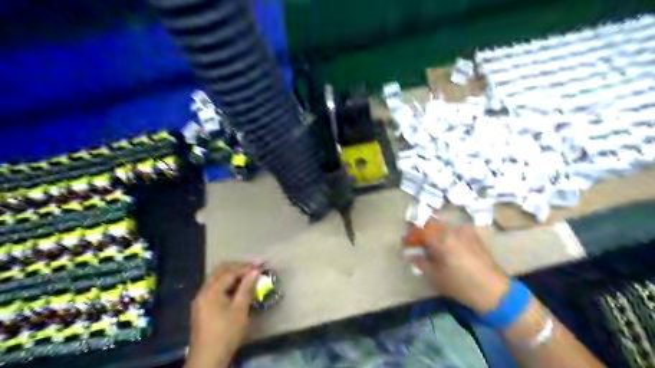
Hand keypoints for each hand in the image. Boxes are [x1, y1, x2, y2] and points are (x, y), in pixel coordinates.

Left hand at [186, 262, 259, 367]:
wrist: (207, 359)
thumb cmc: (226, 333)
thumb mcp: (240, 310)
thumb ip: (247, 288)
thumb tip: (255, 271)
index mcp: (211, 291)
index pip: (230, 272)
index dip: (245, 267)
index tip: (260, 265)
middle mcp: (203, 292)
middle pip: (220, 271)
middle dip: (237, 267)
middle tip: (253, 268)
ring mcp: (200, 300)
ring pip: (216, 279)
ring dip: (231, 275)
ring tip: (247, 277)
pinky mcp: (201, 307)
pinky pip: (214, 288)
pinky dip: (226, 284)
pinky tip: (236, 289)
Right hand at [404, 218, 510, 312]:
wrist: (494, 290)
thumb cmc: (461, 285)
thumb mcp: (436, 276)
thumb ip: (421, 261)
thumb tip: (410, 254)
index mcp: (441, 239)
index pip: (419, 231)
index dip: (410, 236)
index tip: (405, 243)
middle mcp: (452, 230)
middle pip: (431, 222)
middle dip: (421, 229)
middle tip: (417, 240)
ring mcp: (465, 230)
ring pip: (443, 223)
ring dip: (434, 229)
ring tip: (430, 242)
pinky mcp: (474, 235)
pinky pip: (455, 228)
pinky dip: (446, 232)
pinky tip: (446, 243)